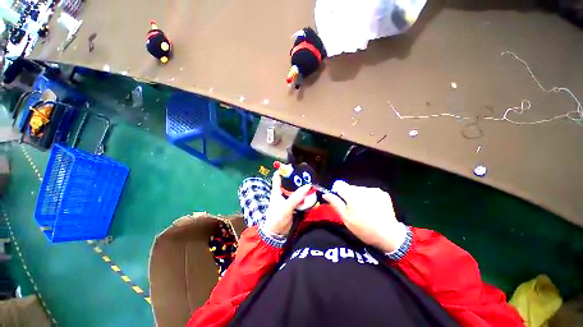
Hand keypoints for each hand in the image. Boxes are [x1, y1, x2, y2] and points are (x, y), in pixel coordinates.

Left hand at [261, 172, 311, 235]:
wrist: (276, 235)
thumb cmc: (276, 219)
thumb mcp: (286, 207)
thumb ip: (296, 197)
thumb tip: (307, 186)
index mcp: (277, 191)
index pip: (278, 177)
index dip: (283, 170)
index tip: (292, 166)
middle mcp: (282, 194)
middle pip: (290, 184)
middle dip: (298, 180)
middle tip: (308, 176)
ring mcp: (288, 200)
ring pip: (296, 192)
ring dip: (303, 189)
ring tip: (312, 185)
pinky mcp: (293, 207)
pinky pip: (300, 200)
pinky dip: (305, 198)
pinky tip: (312, 196)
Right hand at [323, 181, 405, 252]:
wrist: (389, 235)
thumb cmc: (364, 229)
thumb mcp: (346, 219)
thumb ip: (336, 204)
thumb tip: (326, 194)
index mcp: (353, 196)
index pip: (339, 184)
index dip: (337, 191)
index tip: (340, 200)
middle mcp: (363, 190)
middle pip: (349, 187)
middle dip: (348, 195)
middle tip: (353, 209)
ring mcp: (374, 190)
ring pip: (359, 189)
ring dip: (358, 196)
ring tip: (363, 209)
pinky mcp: (382, 193)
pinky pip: (368, 191)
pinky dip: (367, 197)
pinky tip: (372, 207)